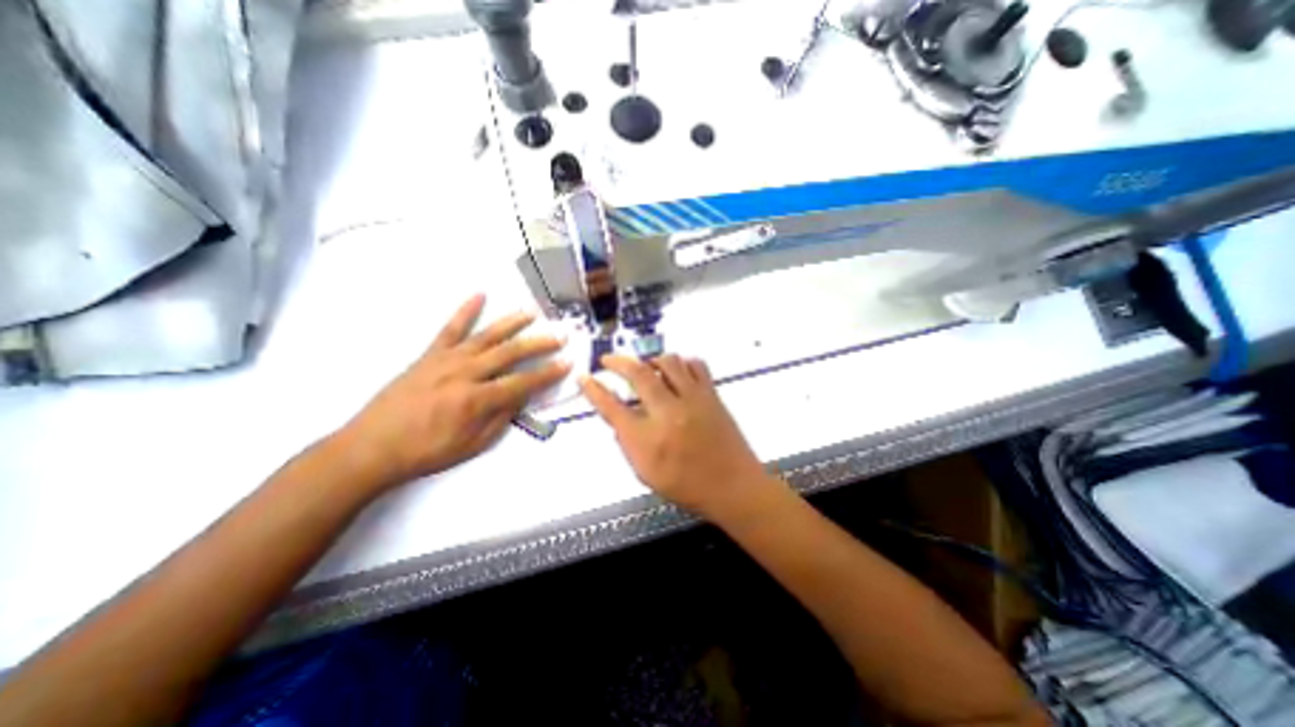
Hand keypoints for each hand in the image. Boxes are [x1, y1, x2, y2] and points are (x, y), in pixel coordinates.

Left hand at [341, 292, 567, 488]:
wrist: (372, 447)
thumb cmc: (426, 451)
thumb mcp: (472, 445)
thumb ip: (501, 418)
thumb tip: (520, 397)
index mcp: (477, 400)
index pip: (523, 382)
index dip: (548, 373)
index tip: (567, 363)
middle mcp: (466, 374)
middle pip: (510, 353)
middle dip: (539, 344)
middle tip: (559, 335)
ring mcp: (446, 360)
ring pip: (486, 336)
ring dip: (511, 323)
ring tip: (531, 312)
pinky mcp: (429, 355)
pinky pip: (450, 329)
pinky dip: (465, 311)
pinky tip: (479, 295)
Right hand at [581, 353, 782, 520]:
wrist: (734, 486)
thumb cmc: (687, 486)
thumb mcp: (646, 474)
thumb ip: (628, 444)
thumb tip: (619, 419)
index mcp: (647, 439)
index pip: (611, 406)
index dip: (593, 390)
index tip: (584, 378)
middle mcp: (668, 412)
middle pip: (638, 373)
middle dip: (617, 362)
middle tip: (608, 360)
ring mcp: (692, 399)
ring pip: (667, 361)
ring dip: (650, 359)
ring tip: (644, 366)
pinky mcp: (711, 394)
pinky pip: (695, 364)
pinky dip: (681, 362)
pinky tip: (676, 371)